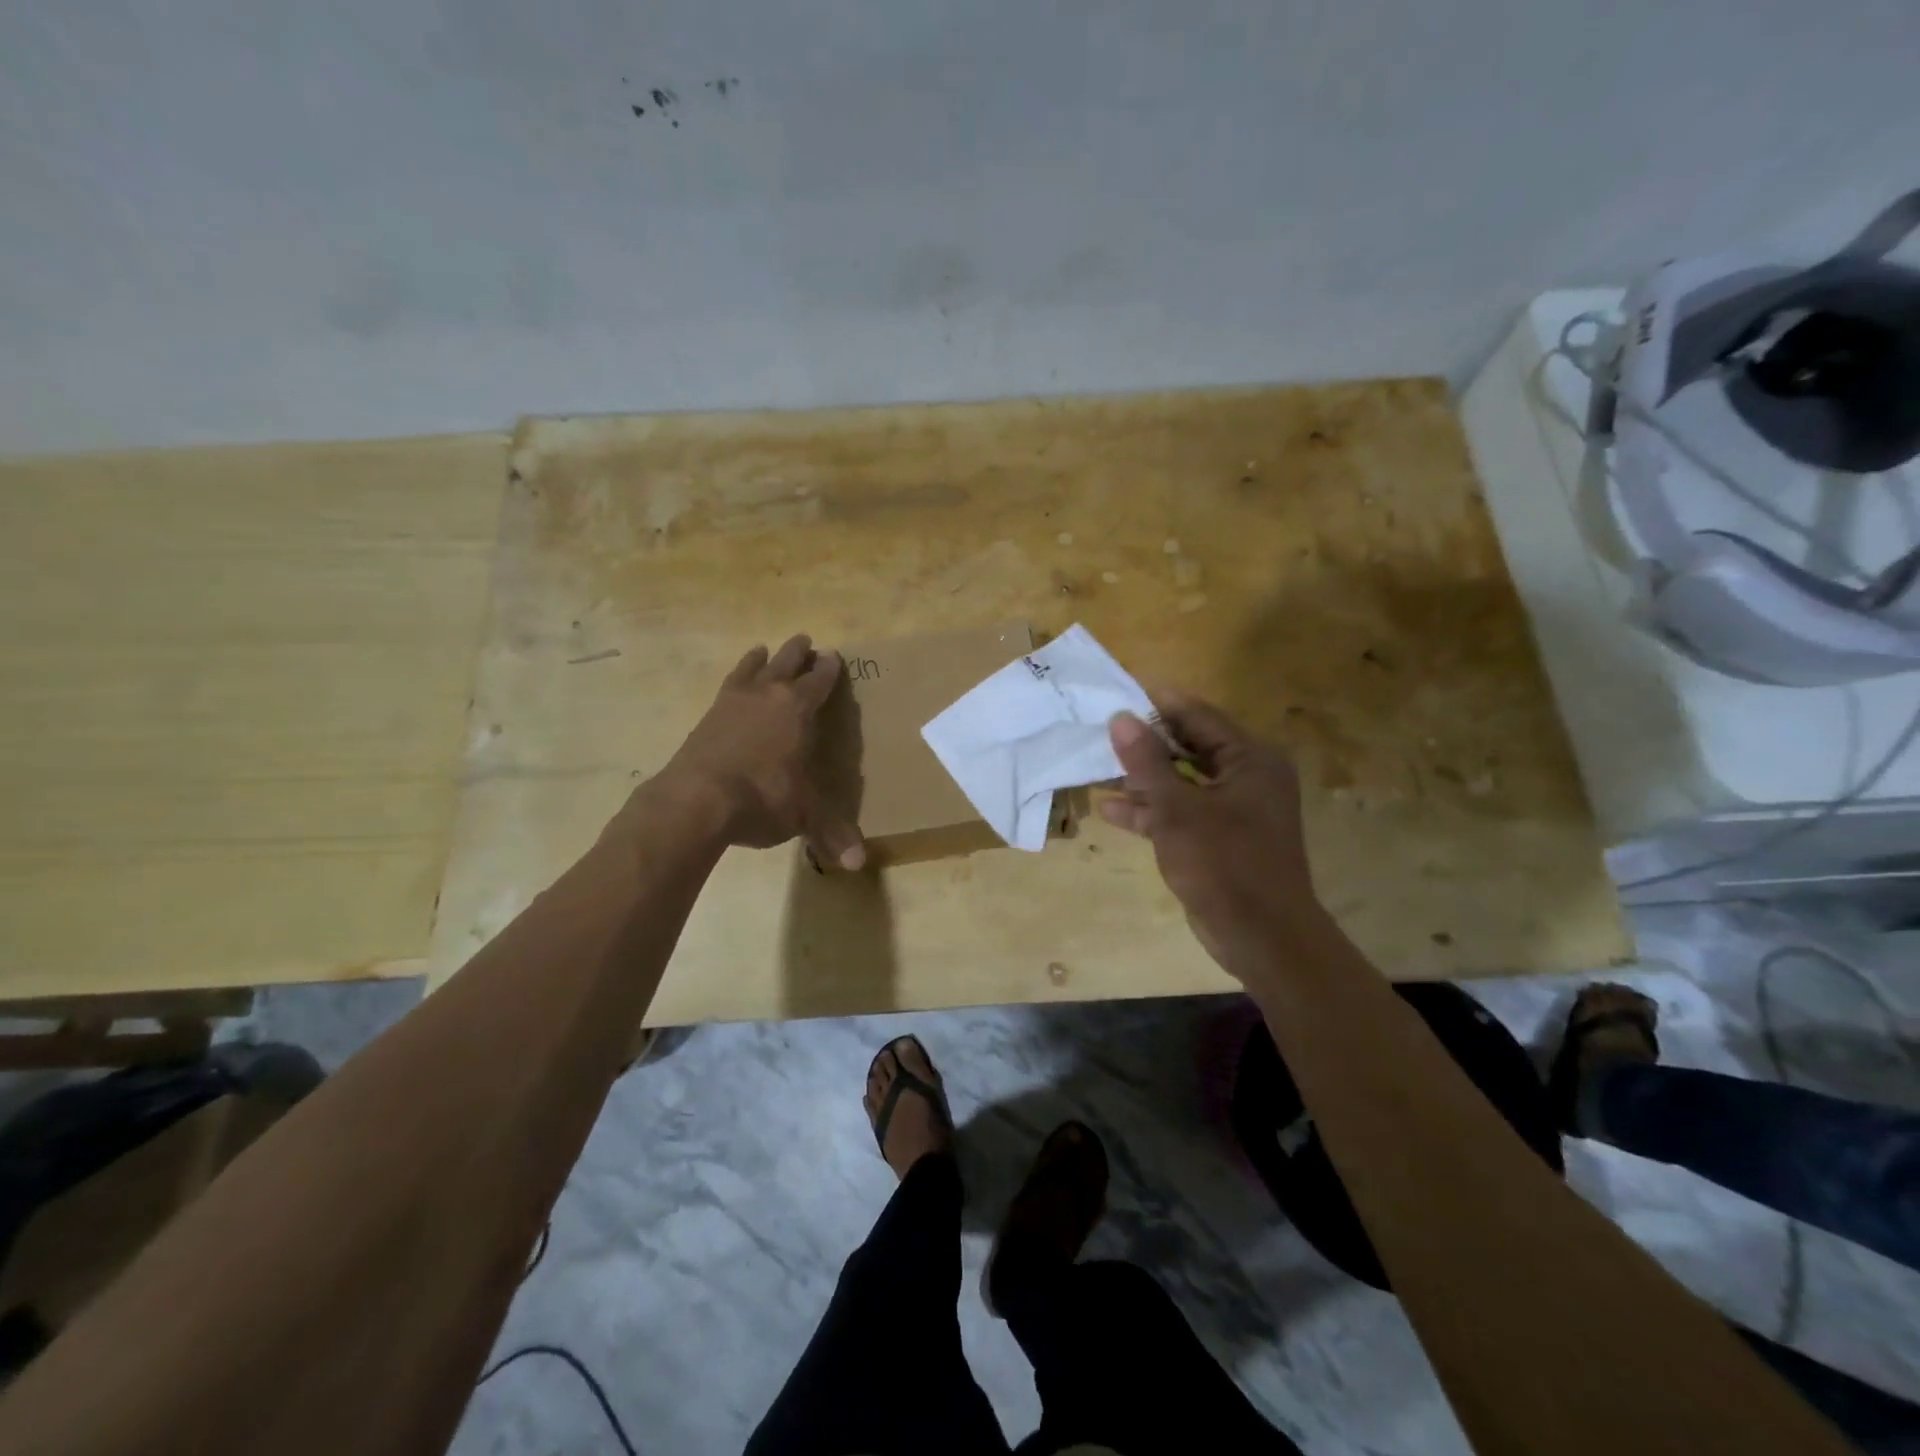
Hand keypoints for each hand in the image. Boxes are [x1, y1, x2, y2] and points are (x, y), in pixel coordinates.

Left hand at [652, 635, 866, 868]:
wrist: (696, 800)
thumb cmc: (762, 798)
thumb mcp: (804, 816)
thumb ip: (832, 833)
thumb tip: (858, 864)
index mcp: (798, 710)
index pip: (818, 683)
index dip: (828, 670)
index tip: (832, 655)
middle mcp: (766, 697)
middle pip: (784, 664)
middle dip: (796, 653)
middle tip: (804, 639)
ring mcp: (731, 705)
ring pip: (750, 671)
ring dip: (759, 659)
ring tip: (762, 649)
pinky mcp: (705, 720)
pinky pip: (725, 690)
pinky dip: (733, 682)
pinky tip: (730, 689)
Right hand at [1099, 696, 1316, 978]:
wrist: (1262, 936)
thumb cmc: (1224, 863)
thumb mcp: (1177, 809)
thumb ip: (1147, 761)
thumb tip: (1121, 717)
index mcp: (1250, 758)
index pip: (1198, 715)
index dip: (1157, 704)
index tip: (1117, 696)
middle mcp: (1248, 776)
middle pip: (1189, 746)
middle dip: (1145, 743)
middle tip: (1102, 732)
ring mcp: (1236, 809)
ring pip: (1182, 781)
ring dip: (1144, 778)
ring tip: (1098, 768)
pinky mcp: (1222, 838)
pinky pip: (1184, 812)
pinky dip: (1152, 810)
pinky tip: (1110, 810)